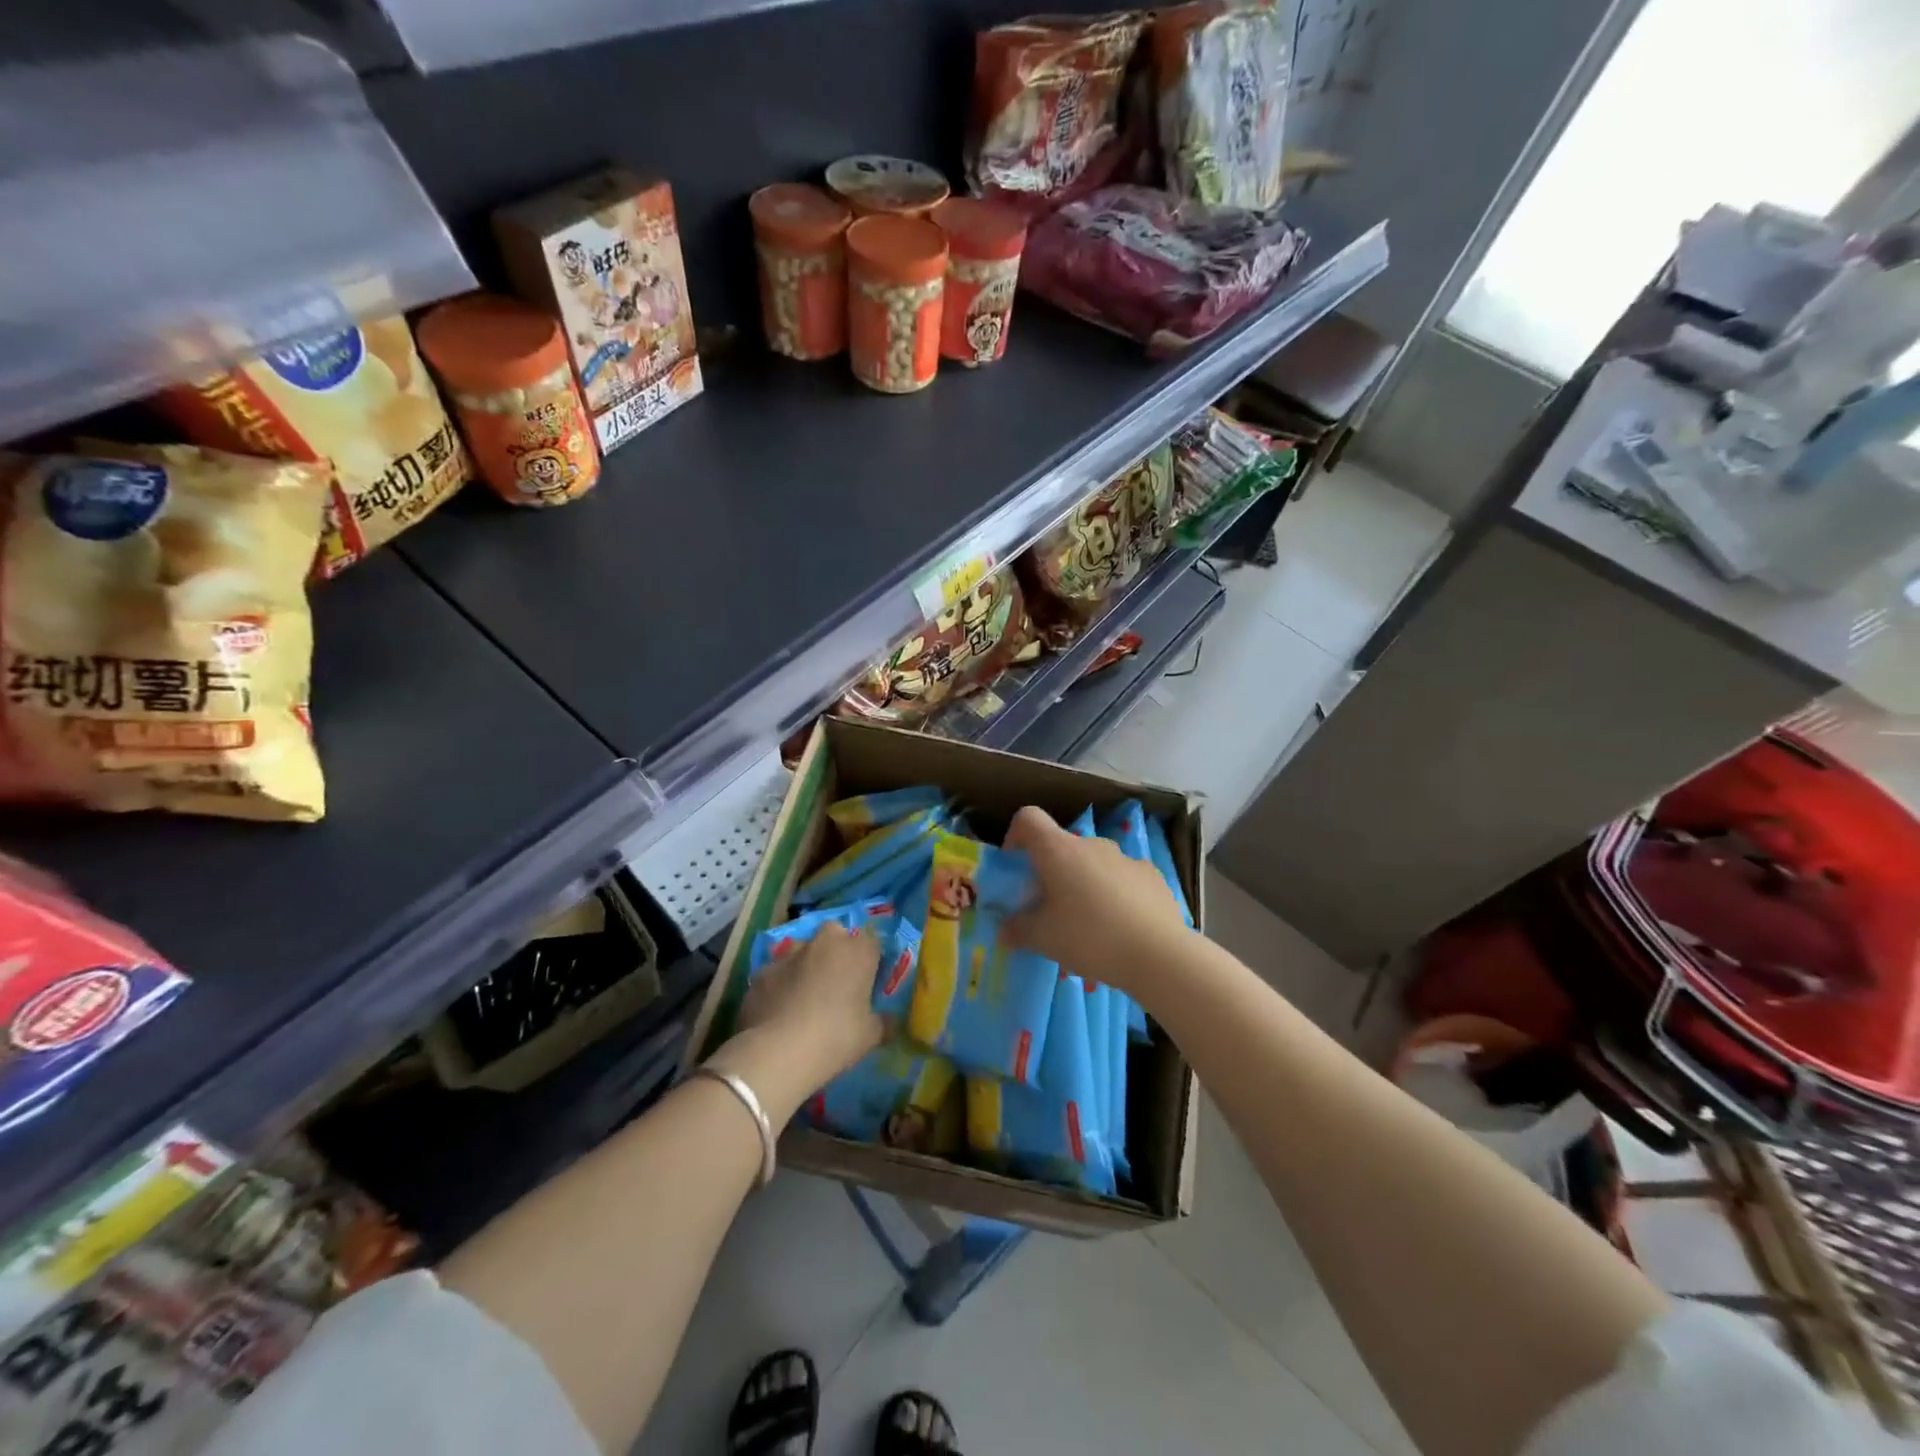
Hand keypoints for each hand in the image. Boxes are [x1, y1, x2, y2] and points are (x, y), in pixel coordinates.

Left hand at [707, 924, 885, 1121]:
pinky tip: (778, 1011)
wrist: (779, 1052)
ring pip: (801, 949)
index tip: (869, 978)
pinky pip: (775, 974)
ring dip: (805, 964)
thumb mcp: (870, 1036)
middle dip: (836, 950)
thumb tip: (890, 1021)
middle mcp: (824, 943)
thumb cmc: (836, 1037)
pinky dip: (779, 985)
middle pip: (834, 934)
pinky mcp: (761, 973)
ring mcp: (788, 955)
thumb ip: (883, 1023)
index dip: (871, 957)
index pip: (872, 940)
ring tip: (804, 996)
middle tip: (837, 981)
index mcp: (857, 952)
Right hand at [1002, 805, 1191, 996]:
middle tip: (1050, 908)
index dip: (1016, 835)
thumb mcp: (1042, 939)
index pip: (1028, 818)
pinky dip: (1115, 894)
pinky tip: (1122, 926)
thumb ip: (1018, 930)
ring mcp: (1125, 858)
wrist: (1158, 954)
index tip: (1016, 867)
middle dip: (1052, 872)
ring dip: (1085, 883)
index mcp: (1059, 850)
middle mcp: (1092, 844)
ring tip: (1088, 924)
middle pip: (1062, 846)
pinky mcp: (1152, 876)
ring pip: (1094, 864)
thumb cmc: (1089, 937)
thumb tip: (1005, 930)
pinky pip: (1123, 878)